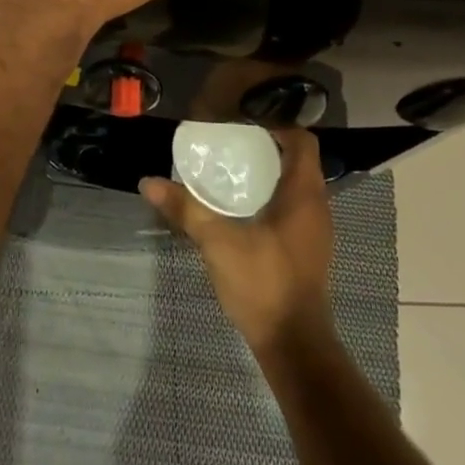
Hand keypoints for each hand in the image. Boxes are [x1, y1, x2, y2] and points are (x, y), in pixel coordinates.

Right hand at [141, 129, 335, 353]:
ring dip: (270, 171)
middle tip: (230, 139)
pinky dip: (272, 194)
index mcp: (304, 194)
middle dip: (267, 144)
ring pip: (296, 184)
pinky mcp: (307, 248)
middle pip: (298, 159)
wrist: (294, 346)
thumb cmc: (263, 284)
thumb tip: (148, 182)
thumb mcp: (218, 242)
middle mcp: (317, 205)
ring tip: (232, 166)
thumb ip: (186, 209)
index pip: (301, 139)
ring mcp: (315, 230)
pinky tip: (242, 204)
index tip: (244, 118)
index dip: (277, 123)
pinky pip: (293, 205)